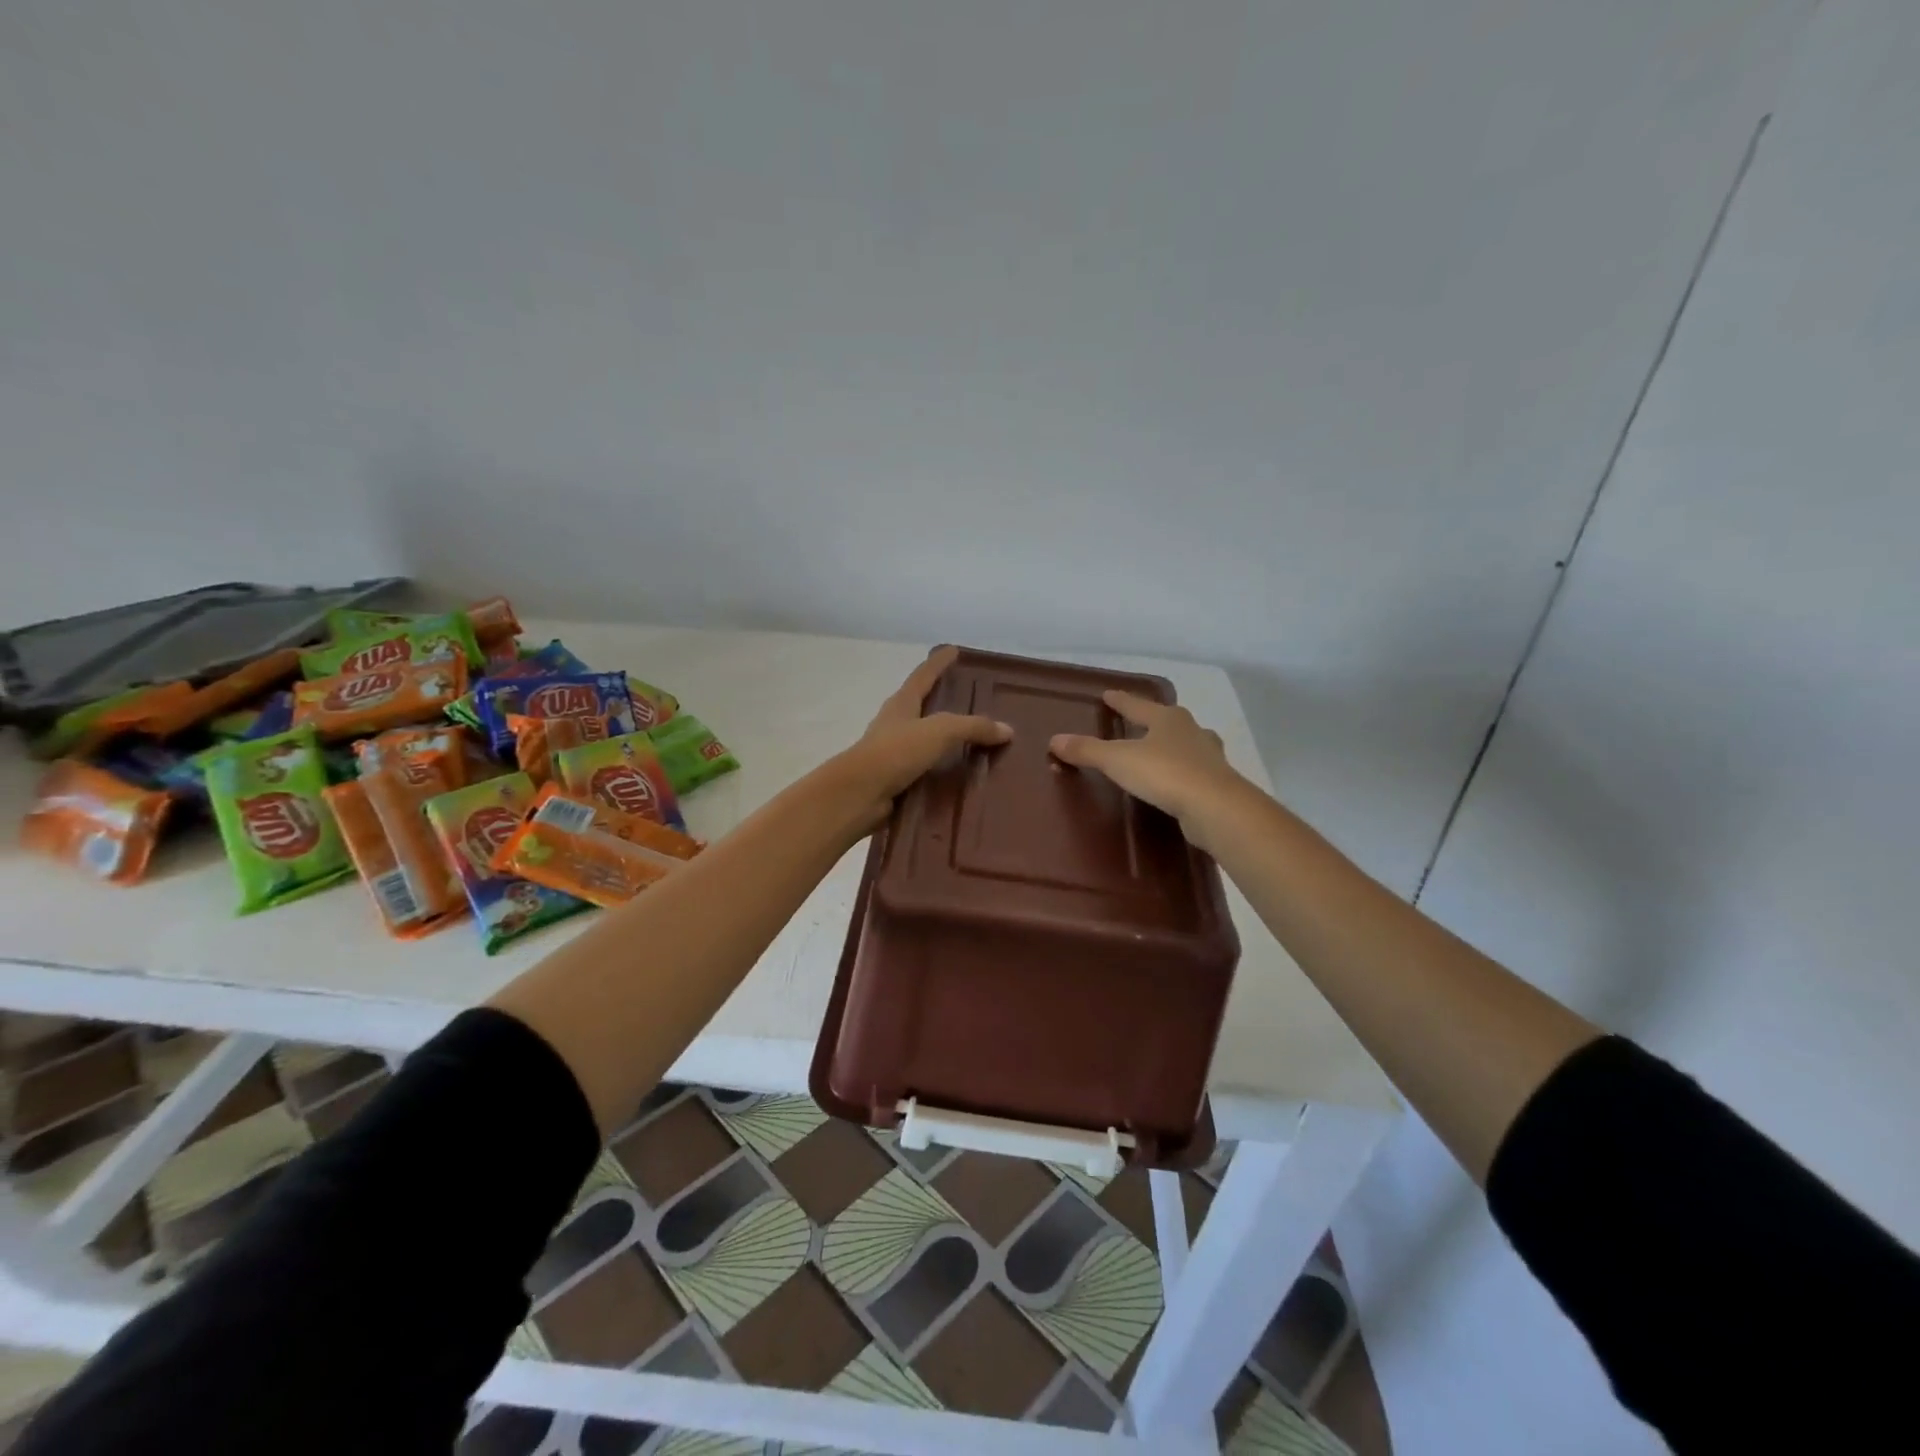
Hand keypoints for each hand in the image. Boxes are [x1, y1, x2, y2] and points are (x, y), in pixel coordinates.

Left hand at [838, 647, 1012, 831]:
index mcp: (901, 704)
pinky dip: (943, 772)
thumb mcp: (939, 732)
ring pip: (924, 741)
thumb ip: (972, 727)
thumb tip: (1007, 730)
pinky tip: (962, 779)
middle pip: (922, 706)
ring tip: (975, 744)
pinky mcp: (896, 781)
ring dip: (945, 742)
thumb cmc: (895, 752)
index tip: (953, 650)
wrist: (859, 795)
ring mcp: (893, 753)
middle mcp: (895, 724)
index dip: (938, 662)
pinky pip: (926, 771)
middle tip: (971, 700)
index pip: (923, 675)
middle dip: (943, 702)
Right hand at [1049, 691, 1247, 847]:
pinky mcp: (1217, 784)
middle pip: (1167, 721)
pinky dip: (1183, 771)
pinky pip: (1194, 771)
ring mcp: (1209, 757)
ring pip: (1187, 744)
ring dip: (1173, 745)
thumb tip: (1055, 740)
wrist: (1216, 808)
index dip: (1121, 701)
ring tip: (1161, 749)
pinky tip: (1177, 779)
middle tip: (1138, 721)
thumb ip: (1087, 750)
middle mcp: (1192, 731)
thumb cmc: (1165, 773)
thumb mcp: (1118, 760)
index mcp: (1168, 719)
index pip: (1138, 705)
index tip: (1108, 694)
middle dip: (1153, 720)